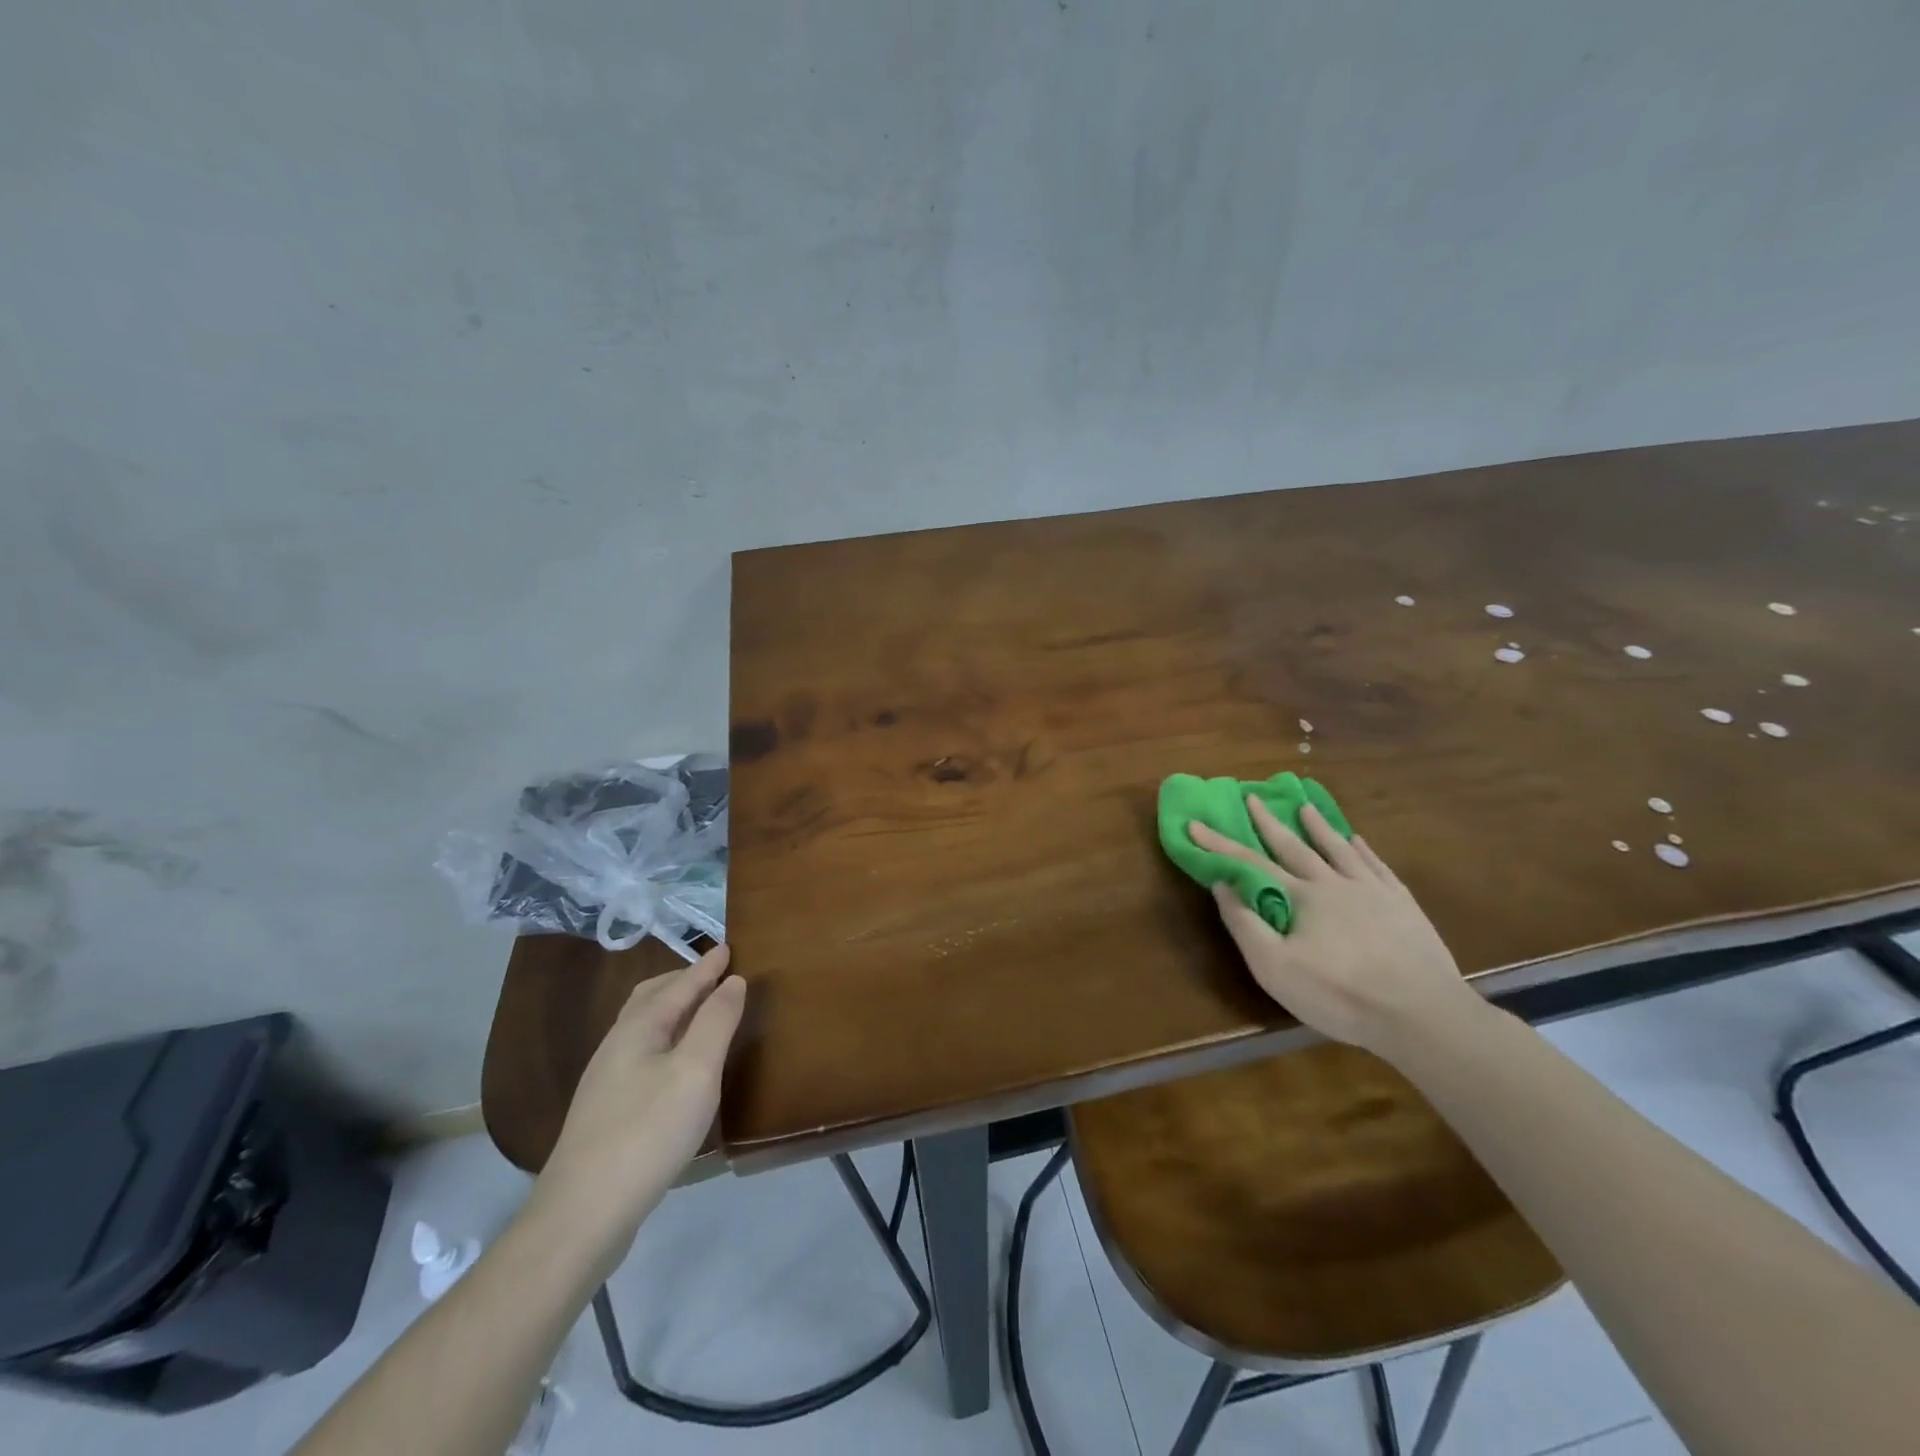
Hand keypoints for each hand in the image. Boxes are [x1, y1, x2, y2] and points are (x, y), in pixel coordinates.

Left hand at [532, 946, 745, 1275]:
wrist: (582, 1214)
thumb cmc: (647, 1132)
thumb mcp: (695, 1071)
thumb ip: (716, 1021)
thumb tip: (733, 980)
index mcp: (639, 1027)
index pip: (680, 984)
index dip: (708, 966)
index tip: (730, 947)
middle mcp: (617, 1044)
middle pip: (652, 997)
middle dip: (684, 980)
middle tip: (715, 974)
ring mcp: (606, 1079)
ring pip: (643, 1026)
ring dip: (673, 1009)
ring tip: (700, 1012)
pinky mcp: (606, 1110)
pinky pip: (641, 1052)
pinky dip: (666, 1038)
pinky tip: (676, 1062)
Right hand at [1191, 801, 1480, 1060]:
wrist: (1421, 1013)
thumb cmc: (1339, 994)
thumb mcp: (1274, 968)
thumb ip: (1245, 923)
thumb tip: (1221, 885)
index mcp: (1299, 897)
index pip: (1249, 864)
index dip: (1219, 845)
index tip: (1195, 823)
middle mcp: (1333, 883)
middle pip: (1294, 846)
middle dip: (1268, 823)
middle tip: (1252, 797)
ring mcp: (1372, 891)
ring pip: (1338, 849)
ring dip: (1317, 827)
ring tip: (1305, 806)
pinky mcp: (1403, 905)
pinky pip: (1377, 866)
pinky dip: (1363, 850)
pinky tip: (1358, 840)